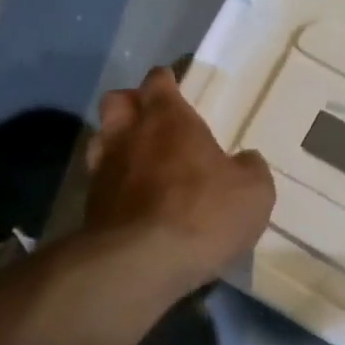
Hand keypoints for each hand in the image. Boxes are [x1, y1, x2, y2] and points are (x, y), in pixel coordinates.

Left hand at [85, 67, 275, 293]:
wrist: (143, 263)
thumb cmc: (204, 214)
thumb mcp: (254, 192)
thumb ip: (250, 169)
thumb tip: (246, 161)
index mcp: (168, 119)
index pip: (159, 81)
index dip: (167, 81)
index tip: (176, 85)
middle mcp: (128, 135)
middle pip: (118, 102)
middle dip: (132, 104)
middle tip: (152, 121)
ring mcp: (103, 171)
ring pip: (101, 140)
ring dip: (117, 144)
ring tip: (138, 161)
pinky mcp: (90, 207)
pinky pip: (101, 183)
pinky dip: (114, 186)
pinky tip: (132, 202)